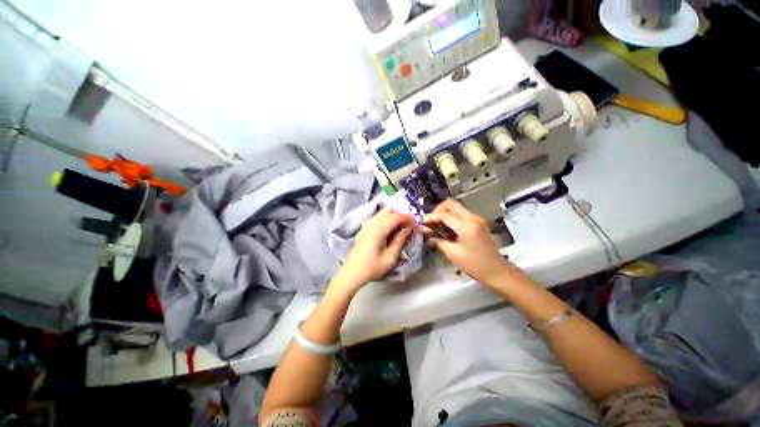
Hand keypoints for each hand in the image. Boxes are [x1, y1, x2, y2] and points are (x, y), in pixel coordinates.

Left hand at [336, 207, 414, 290]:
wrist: (353, 272)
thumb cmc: (373, 267)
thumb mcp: (391, 257)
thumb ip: (400, 240)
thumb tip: (408, 228)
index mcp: (379, 229)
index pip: (397, 216)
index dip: (408, 218)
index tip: (416, 224)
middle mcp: (372, 222)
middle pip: (389, 210)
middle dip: (401, 214)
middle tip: (409, 225)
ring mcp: (367, 224)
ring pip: (383, 212)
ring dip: (394, 216)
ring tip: (401, 227)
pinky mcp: (365, 228)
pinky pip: (378, 217)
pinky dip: (387, 219)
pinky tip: (391, 230)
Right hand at [423, 199, 512, 285]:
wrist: (497, 271)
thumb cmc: (474, 265)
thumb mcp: (452, 253)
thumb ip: (437, 240)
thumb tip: (425, 231)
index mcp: (466, 226)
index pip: (444, 214)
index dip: (431, 217)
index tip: (423, 224)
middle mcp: (472, 217)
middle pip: (450, 203)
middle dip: (437, 210)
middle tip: (431, 222)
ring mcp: (477, 218)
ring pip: (456, 207)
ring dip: (444, 213)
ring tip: (437, 226)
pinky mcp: (478, 222)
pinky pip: (461, 213)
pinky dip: (451, 217)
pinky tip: (447, 229)